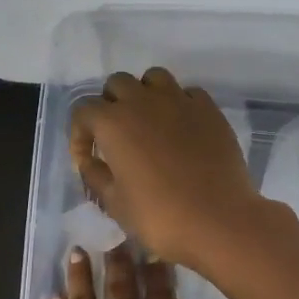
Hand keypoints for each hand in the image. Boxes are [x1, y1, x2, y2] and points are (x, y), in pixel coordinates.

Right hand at [69, 67, 263, 265]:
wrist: (218, 220)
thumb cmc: (158, 215)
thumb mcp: (114, 202)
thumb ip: (95, 176)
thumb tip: (89, 162)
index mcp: (113, 123)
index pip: (83, 111)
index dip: (79, 134)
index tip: (87, 159)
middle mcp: (143, 101)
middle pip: (117, 84)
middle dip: (110, 104)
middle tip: (115, 136)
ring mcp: (179, 101)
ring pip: (153, 78)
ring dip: (144, 94)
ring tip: (148, 122)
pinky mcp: (209, 110)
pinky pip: (187, 93)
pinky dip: (178, 104)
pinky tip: (180, 128)